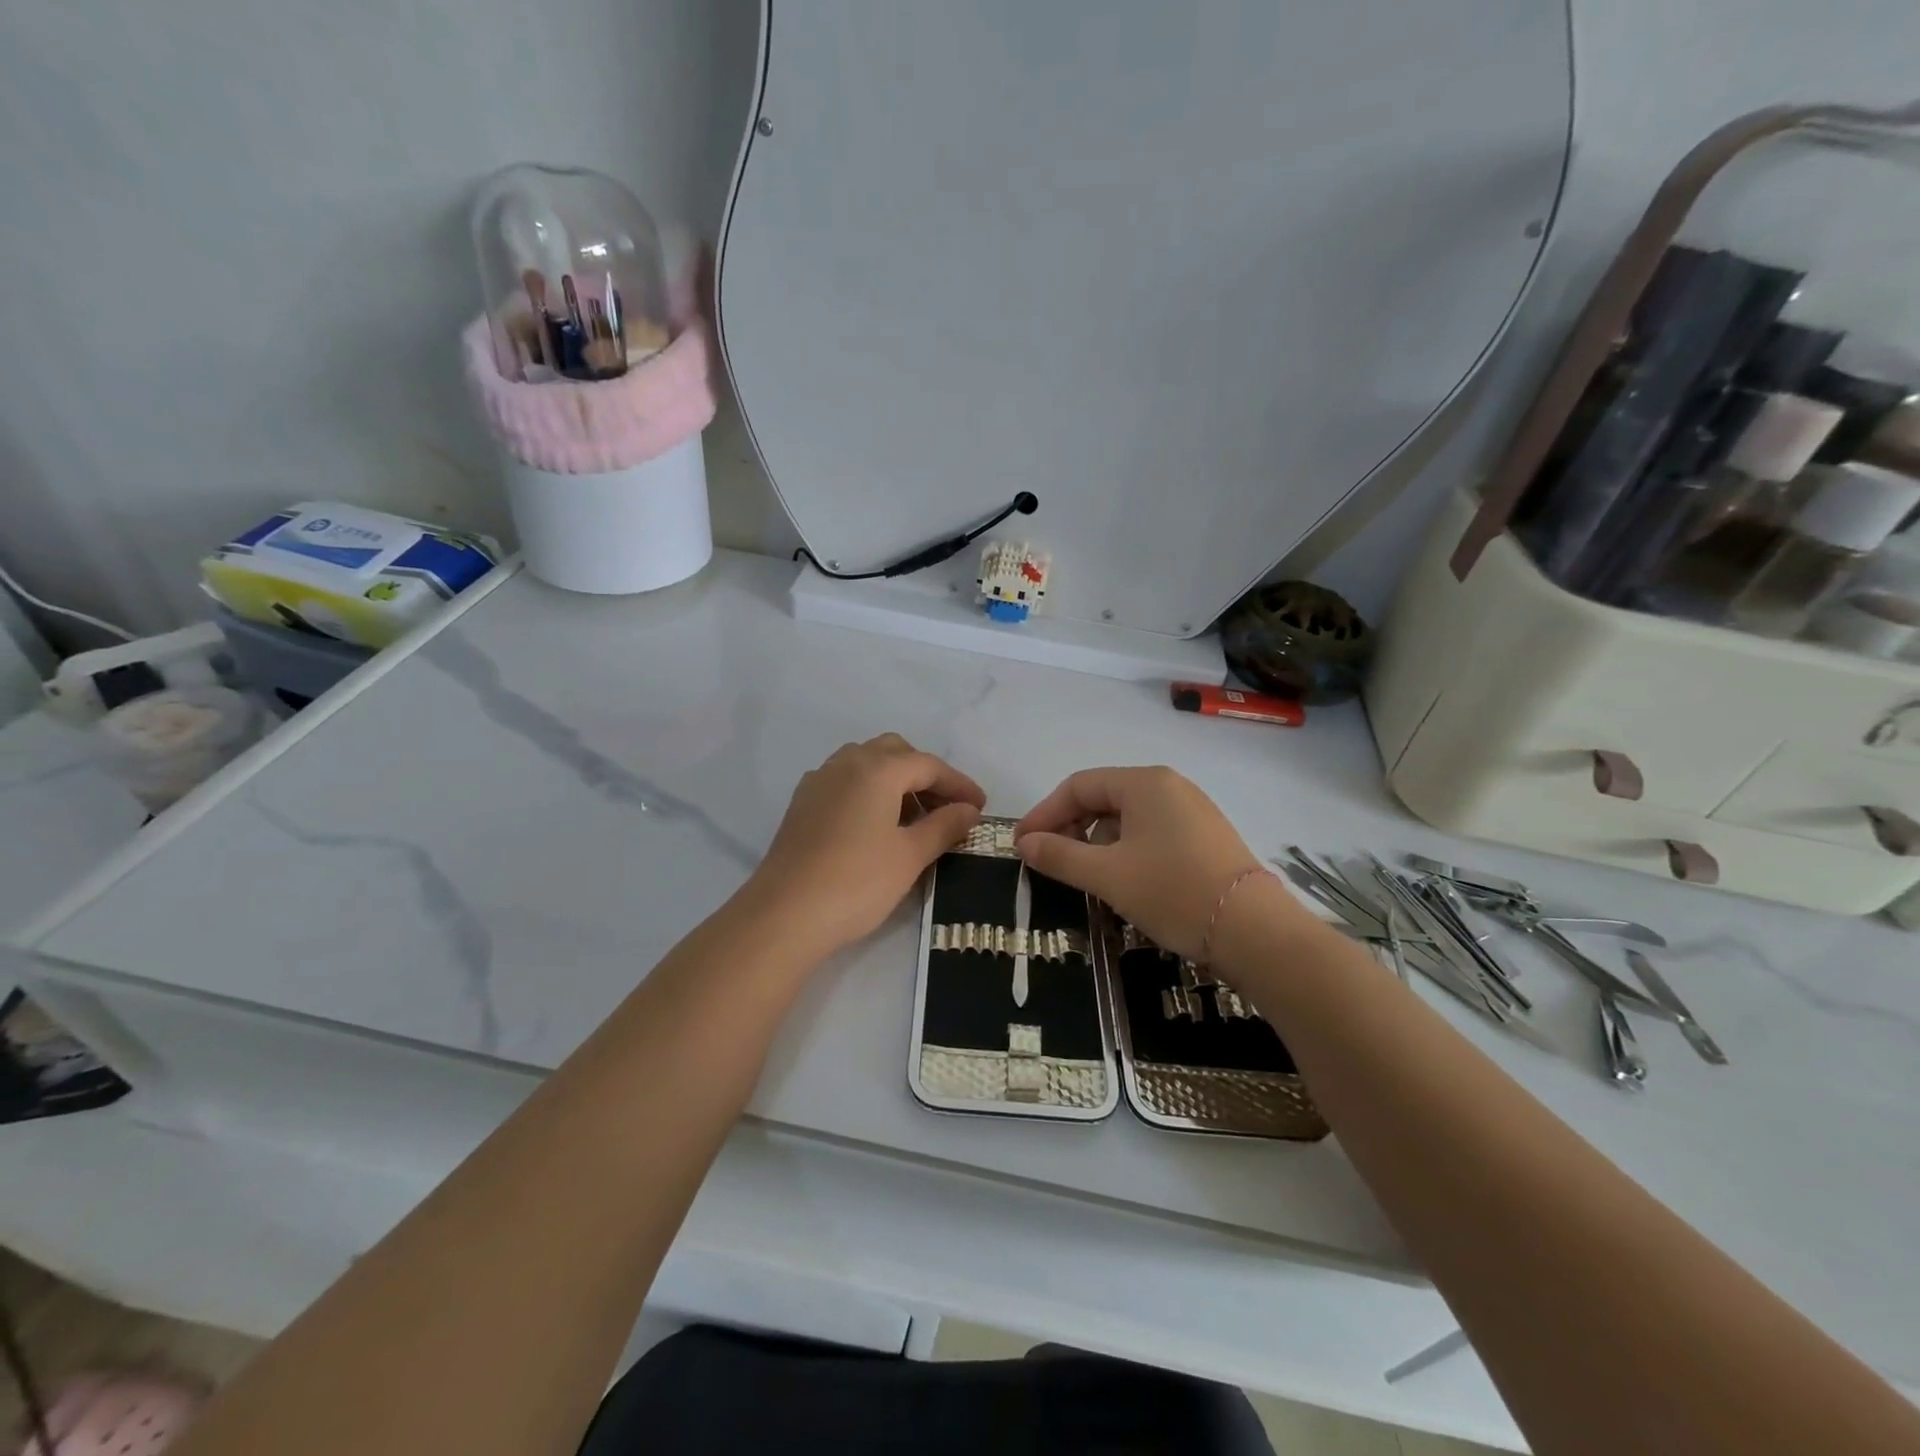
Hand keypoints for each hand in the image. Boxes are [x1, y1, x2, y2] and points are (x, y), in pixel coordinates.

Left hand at [748, 734, 984, 957]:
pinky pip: (844, 781)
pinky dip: (868, 791)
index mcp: (877, 769)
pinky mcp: (802, 804)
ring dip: (895, 781)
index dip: (959, 784)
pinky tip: (875, 826)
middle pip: (895, 753)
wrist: (785, 914)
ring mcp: (819, 781)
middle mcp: (846, 763)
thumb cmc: (857, 882)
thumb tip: (969, 809)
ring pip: (866, 763)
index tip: (980, 807)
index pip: (928, 765)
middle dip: (925, 775)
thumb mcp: (910, 855)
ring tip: (913, 819)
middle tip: (946, 809)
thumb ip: (944, 826)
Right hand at [1015, 766, 1269, 961]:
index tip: (1022, 845)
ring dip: (1096, 841)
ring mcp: (1192, 810)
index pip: (1078, 786)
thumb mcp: (1107, 875)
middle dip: (1070, 827)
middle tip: (1048, 861)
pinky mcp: (1205, 836)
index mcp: (1144, 782)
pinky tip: (1122, 878)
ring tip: (1084, 874)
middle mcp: (1169, 786)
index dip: (1044, 814)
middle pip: (1103, 797)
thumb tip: (1025, 844)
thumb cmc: (1172, 891)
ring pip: (1127, 817)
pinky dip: (1125, 849)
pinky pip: (1151, 832)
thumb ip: (1060, 856)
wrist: (1254, 931)